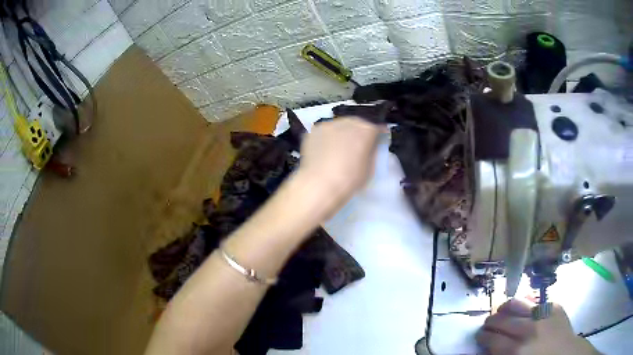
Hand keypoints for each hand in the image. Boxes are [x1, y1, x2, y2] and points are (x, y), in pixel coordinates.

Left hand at [297, 117, 381, 207]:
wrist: (320, 184)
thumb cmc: (349, 180)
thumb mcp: (370, 168)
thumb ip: (372, 153)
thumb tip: (371, 147)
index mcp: (366, 130)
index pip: (376, 127)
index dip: (376, 135)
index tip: (376, 140)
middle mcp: (348, 122)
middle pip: (357, 123)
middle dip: (358, 132)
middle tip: (356, 145)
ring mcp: (329, 125)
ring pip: (339, 125)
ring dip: (342, 133)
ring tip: (339, 148)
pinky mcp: (314, 131)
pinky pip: (325, 131)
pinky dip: (327, 138)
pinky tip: (325, 150)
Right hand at [477, 299, 597, 354]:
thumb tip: (489, 348)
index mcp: (516, 350)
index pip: (491, 339)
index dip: (482, 337)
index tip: (480, 337)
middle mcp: (528, 330)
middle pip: (501, 320)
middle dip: (490, 322)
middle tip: (488, 325)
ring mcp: (543, 314)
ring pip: (516, 303)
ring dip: (505, 308)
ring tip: (501, 312)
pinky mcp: (554, 306)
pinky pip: (535, 300)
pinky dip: (525, 304)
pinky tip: (523, 309)